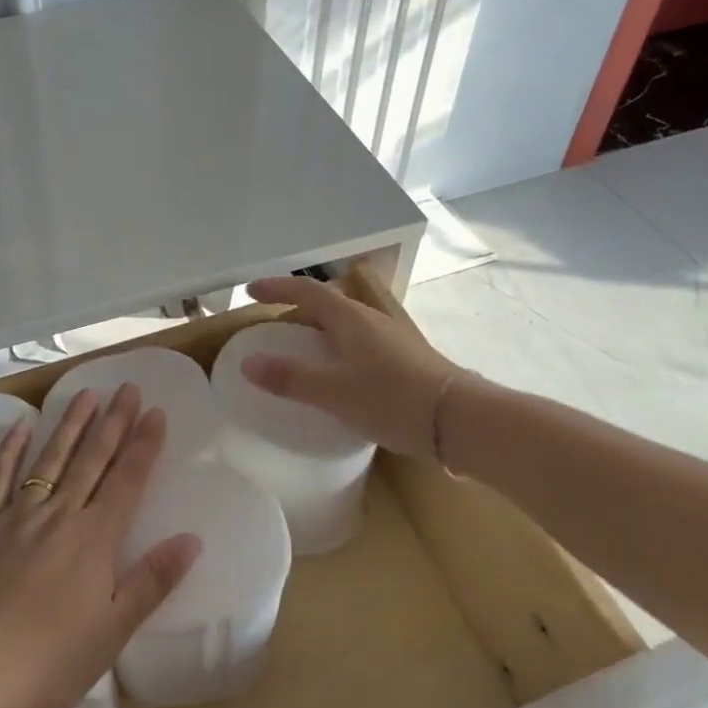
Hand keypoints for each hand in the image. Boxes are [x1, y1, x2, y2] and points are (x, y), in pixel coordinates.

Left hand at [0, 385, 200, 707]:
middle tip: (127, 388)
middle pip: (92, 459)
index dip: (144, 444)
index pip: (127, 479)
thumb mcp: (114, 630)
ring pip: (50, 459)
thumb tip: (193, 539)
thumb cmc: (51, 662)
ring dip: (70, 425)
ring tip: (86, 394)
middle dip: (113, 422)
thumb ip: (153, 580)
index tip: (155, 411)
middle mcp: (58, 514)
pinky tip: (21, 426)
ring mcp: (16, 517)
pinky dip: (9, 450)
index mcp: (94, 538)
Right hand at [241, 276, 465, 459]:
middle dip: (297, 307)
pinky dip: (337, 347)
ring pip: (345, 323)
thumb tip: (247, 362)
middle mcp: (371, 320)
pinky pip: (359, 342)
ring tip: (301, 349)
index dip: (277, 287)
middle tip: (273, 324)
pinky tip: (338, 373)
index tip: (251, 291)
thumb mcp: (334, 392)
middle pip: (327, 303)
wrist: (460, 420)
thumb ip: (290, 377)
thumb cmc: (393, 399)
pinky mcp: (404, 358)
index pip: (306, 291)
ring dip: (319, 328)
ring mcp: (391, 338)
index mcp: (350, 318)